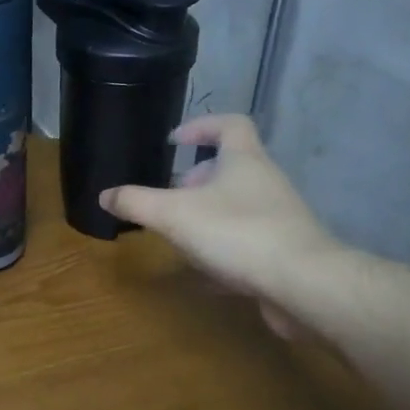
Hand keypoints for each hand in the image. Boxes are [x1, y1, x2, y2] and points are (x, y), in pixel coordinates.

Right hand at [99, 115, 343, 334]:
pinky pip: (248, 240)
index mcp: (244, 160)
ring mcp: (279, 217)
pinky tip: (203, 272)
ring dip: (209, 213)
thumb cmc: (238, 233)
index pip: (229, 124)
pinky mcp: (284, 251)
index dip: (201, 126)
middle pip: (232, 166)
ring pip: (238, 204)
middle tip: (170, 195)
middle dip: (197, 179)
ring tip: (181, 233)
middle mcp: (266, 182)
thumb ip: (136, 203)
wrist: (304, 285)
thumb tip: (105, 196)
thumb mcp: (174, 215)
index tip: (173, 142)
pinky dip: (223, 249)